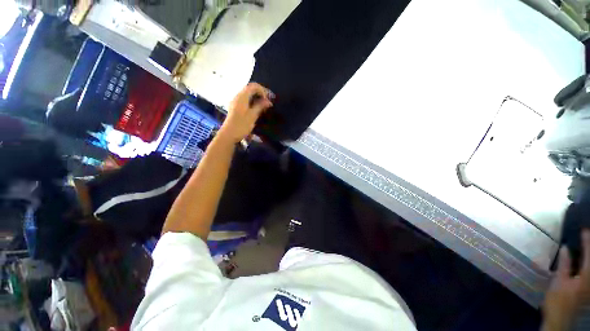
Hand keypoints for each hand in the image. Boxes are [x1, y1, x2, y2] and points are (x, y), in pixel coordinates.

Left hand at [218, 83, 273, 143]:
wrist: (229, 134)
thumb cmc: (241, 125)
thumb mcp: (253, 115)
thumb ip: (260, 106)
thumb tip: (268, 101)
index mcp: (242, 96)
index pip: (253, 86)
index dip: (263, 90)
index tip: (269, 99)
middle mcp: (238, 96)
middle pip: (250, 89)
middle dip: (260, 93)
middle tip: (268, 101)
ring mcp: (236, 102)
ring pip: (248, 94)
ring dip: (257, 97)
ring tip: (265, 105)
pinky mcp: (235, 107)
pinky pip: (245, 100)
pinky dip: (253, 101)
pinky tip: (257, 108)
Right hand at [542, 231, 589, 330]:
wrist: (559, 319)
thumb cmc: (557, 299)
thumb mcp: (558, 282)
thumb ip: (564, 265)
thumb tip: (566, 248)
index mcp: (586, 276)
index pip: (589, 255)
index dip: (587, 242)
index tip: (584, 230)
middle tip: (588, 236)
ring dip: (589, 257)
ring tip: (587, 247)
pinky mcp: (588, 289)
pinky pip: (589, 272)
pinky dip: (587, 264)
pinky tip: (585, 263)